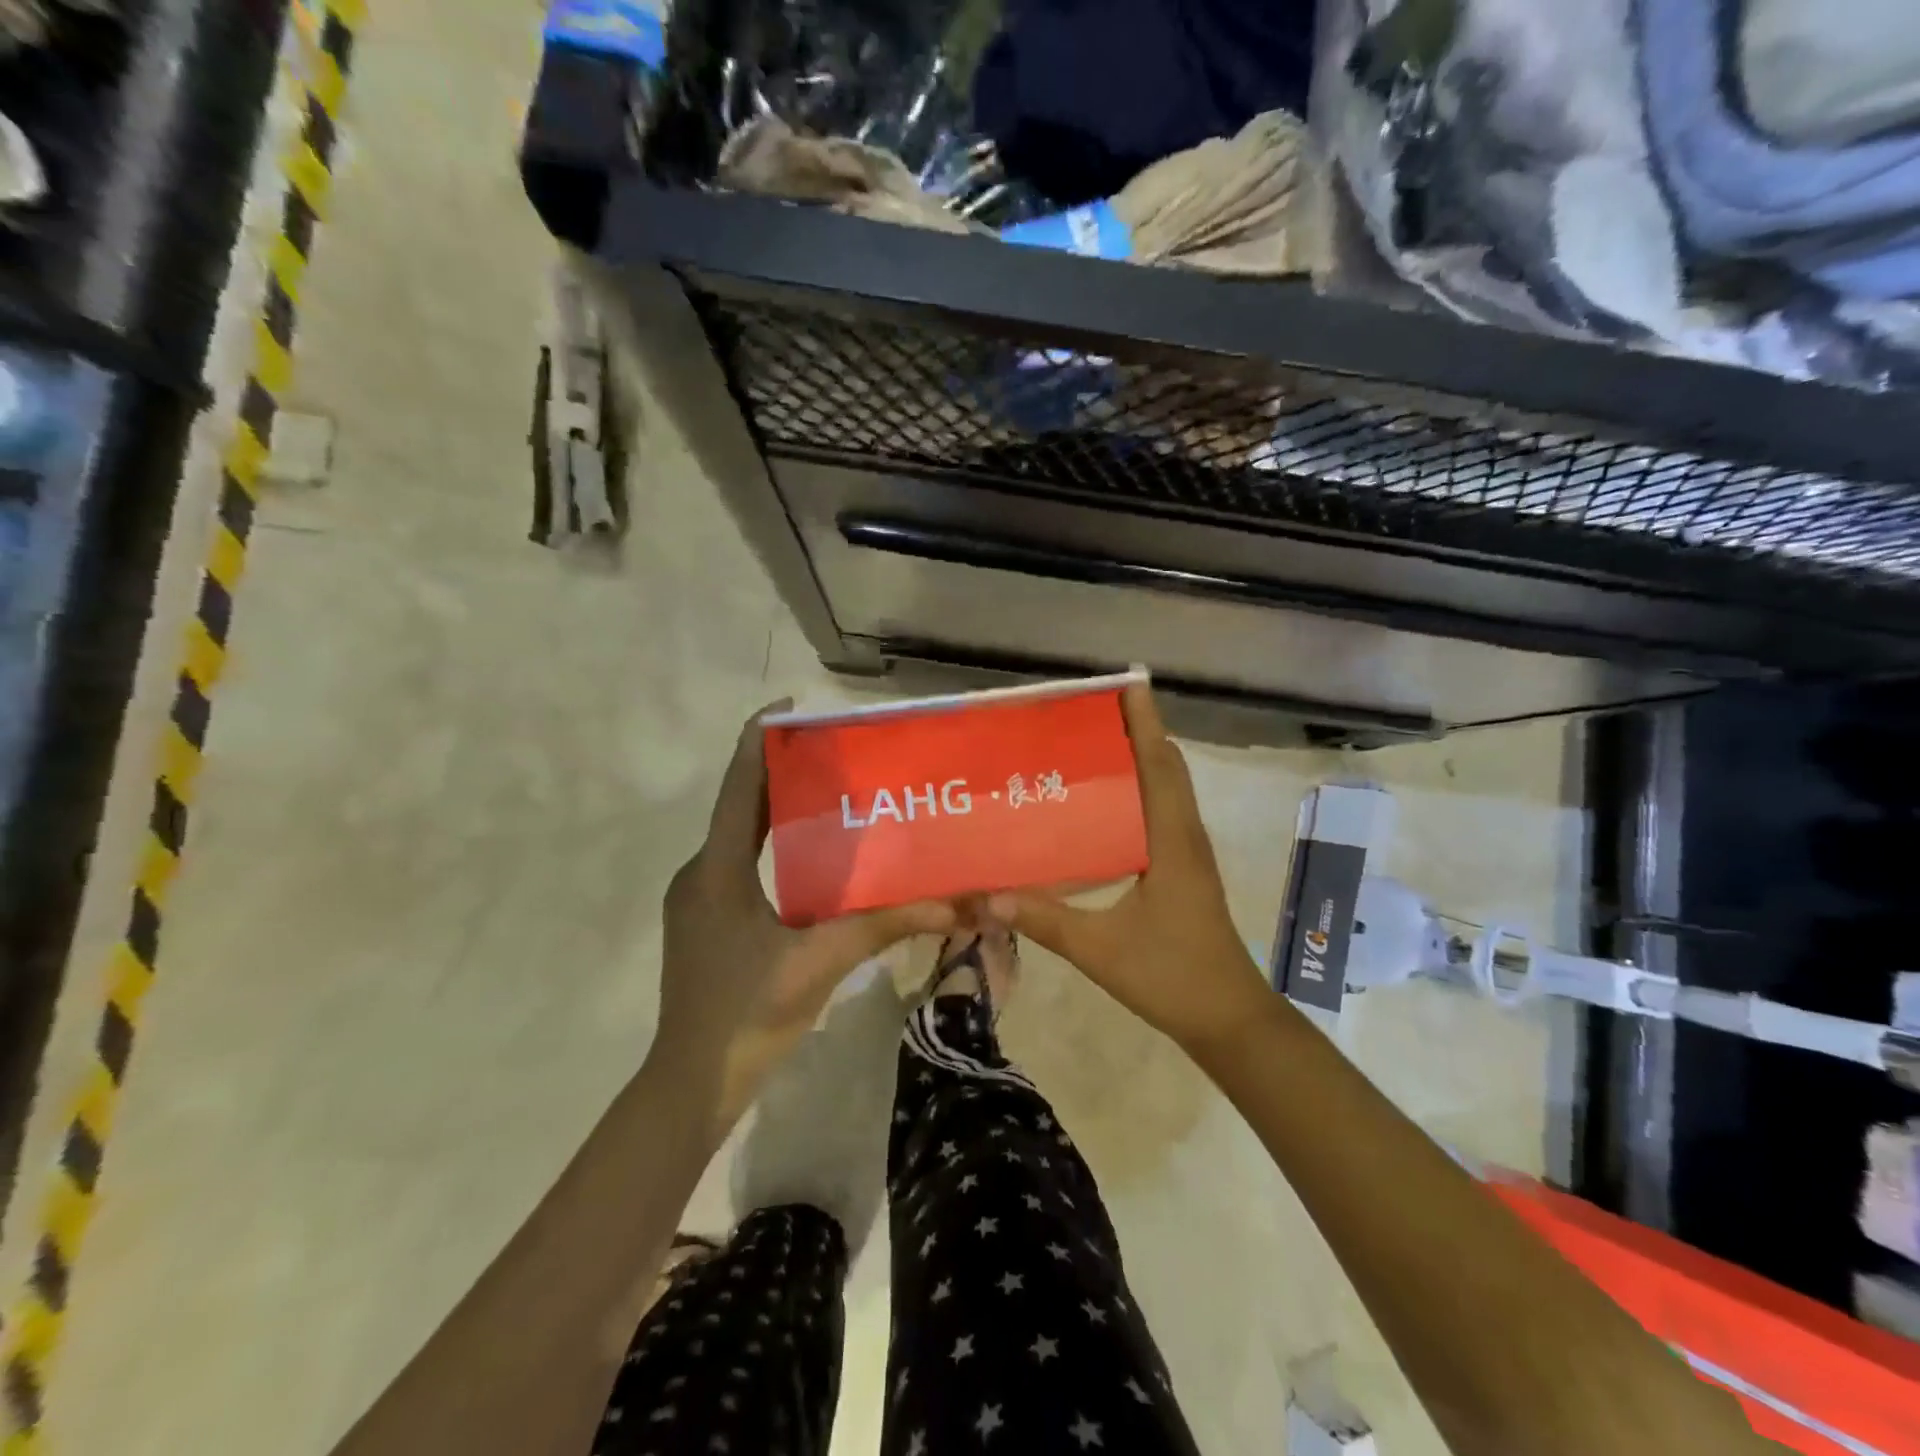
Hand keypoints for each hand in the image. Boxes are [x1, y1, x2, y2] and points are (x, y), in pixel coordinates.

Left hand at [656, 702, 954, 1132]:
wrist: (692, 1083)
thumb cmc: (746, 1014)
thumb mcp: (819, 962)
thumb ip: (882, 925)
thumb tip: (951, 903)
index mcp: (716, 870)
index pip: (738, 787)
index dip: (758, 741)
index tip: (790, 706)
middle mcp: (700, 874)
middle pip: (740, 806)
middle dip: (780, 773)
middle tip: (833, 751)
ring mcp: (698, 899)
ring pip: (741, 838)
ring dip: (778, 811)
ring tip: (830, 792)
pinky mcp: (707, 922)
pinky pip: (741, 865)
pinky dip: (774, 847)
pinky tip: (814, 857)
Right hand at [988, 683, 1271, 1056]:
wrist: (1228, 1019)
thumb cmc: (1172, 976)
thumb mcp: (1100, 949)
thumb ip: (1044, 920)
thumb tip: (987, 896)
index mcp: (1171, 840)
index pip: (1160, 764)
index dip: (1146, 721)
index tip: (1128, 680)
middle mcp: (1184, 835)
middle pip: (1166, 767)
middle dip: (1137, 731)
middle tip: (1090, 710)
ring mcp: (1187, 853)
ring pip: (1166, 789)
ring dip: (1140, 758)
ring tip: (1092, 743)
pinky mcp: (1183, 870)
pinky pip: (1161, 813)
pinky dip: (1140, 791)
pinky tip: (1103, 805)